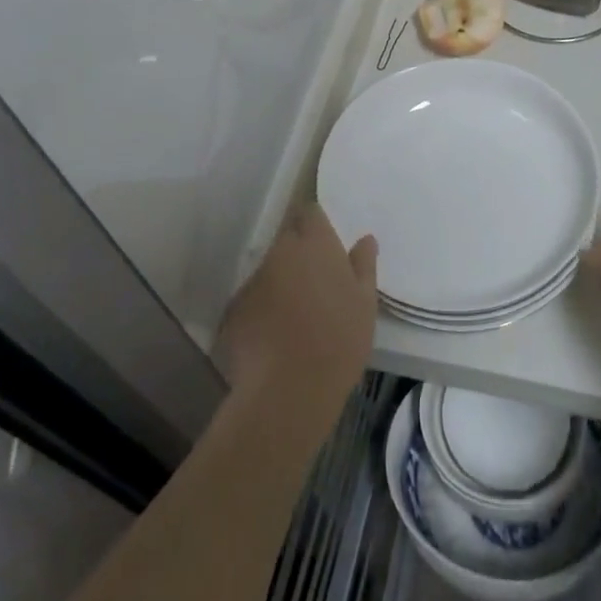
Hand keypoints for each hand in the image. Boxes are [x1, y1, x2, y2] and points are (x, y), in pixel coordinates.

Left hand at [217, 204, 376, 420]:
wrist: (290, 388)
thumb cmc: (339, 339)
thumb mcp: (365, 302)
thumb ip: (363, 265)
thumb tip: (365, 239)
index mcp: (315, 243)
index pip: (310, 212)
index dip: (316, 224)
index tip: (326, 243)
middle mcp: (280, 252)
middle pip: (288, 240)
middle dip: (299, 254)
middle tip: (317, 282)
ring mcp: (254, 279)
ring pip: (270, 270)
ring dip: (281, 281)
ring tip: (297, 314)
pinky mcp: (235, 309)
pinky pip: (253, 298)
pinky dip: (264, 308)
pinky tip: (275, 335)